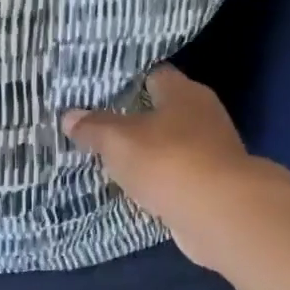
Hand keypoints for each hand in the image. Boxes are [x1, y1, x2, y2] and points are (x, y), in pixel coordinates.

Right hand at [65, 66, 289, 273]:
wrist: (219, 214)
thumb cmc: (168, 161)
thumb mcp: (118, 140)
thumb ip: (94, 127)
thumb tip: (69, 116)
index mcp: (184, 93)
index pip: (154, 75)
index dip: (126, 82)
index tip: (96, 94)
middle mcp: (203, 116)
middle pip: (161, 112)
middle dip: (132, 121)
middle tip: (94, 129)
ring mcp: (210, 153)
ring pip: (168, 148)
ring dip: (144, 156)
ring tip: (107, 161)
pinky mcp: (210, 187)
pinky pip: (174, 178)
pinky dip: (155, 183)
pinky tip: (132, 191)